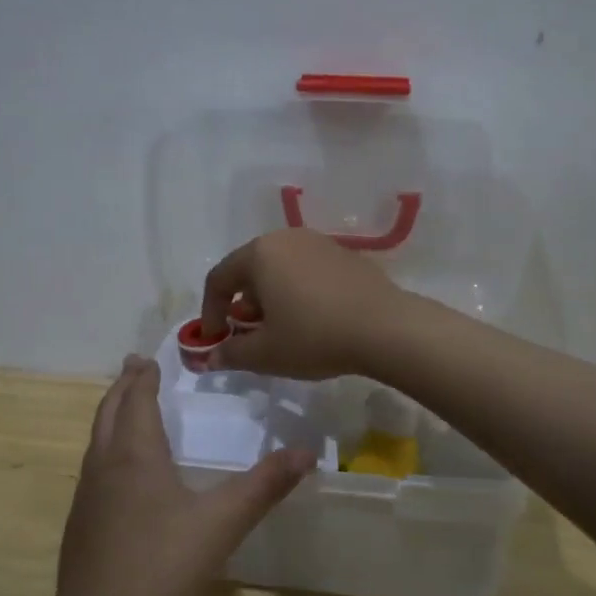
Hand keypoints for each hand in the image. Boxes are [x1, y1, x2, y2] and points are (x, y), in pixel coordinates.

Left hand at [51, 355, 311, 595]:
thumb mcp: (223, 524)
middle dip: (122, 389)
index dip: (143, 378)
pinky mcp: (80, 530)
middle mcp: (104, 468)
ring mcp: (86, 500)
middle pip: (107, 414)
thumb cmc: (162, 569)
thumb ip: (265, 486)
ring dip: (111, 418)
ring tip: (127, 412)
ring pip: (96, 443)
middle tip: (134, 370)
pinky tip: (122, 478)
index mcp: (134, 455)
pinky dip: (107, 451)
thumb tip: (307, 452)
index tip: (147, 359)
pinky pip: (94, 472)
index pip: (136, 401)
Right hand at [199, 228, 407, 379]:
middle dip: (241, 305)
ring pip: (279, 269)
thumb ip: (231, 353)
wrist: (385, 328)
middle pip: (250, 269)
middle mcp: (286, 238)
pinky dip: (297, 292)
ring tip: (280, 329)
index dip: (210, 312)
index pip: (219, 279)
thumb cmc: (314, 336)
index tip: (216, 341)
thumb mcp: (265, 354)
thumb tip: (211, 357)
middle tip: (248, 335)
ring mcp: (318, 243)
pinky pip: (307, 271)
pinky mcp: (344, 255)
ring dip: (270, 298)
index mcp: (259, 254)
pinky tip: (312, 320)